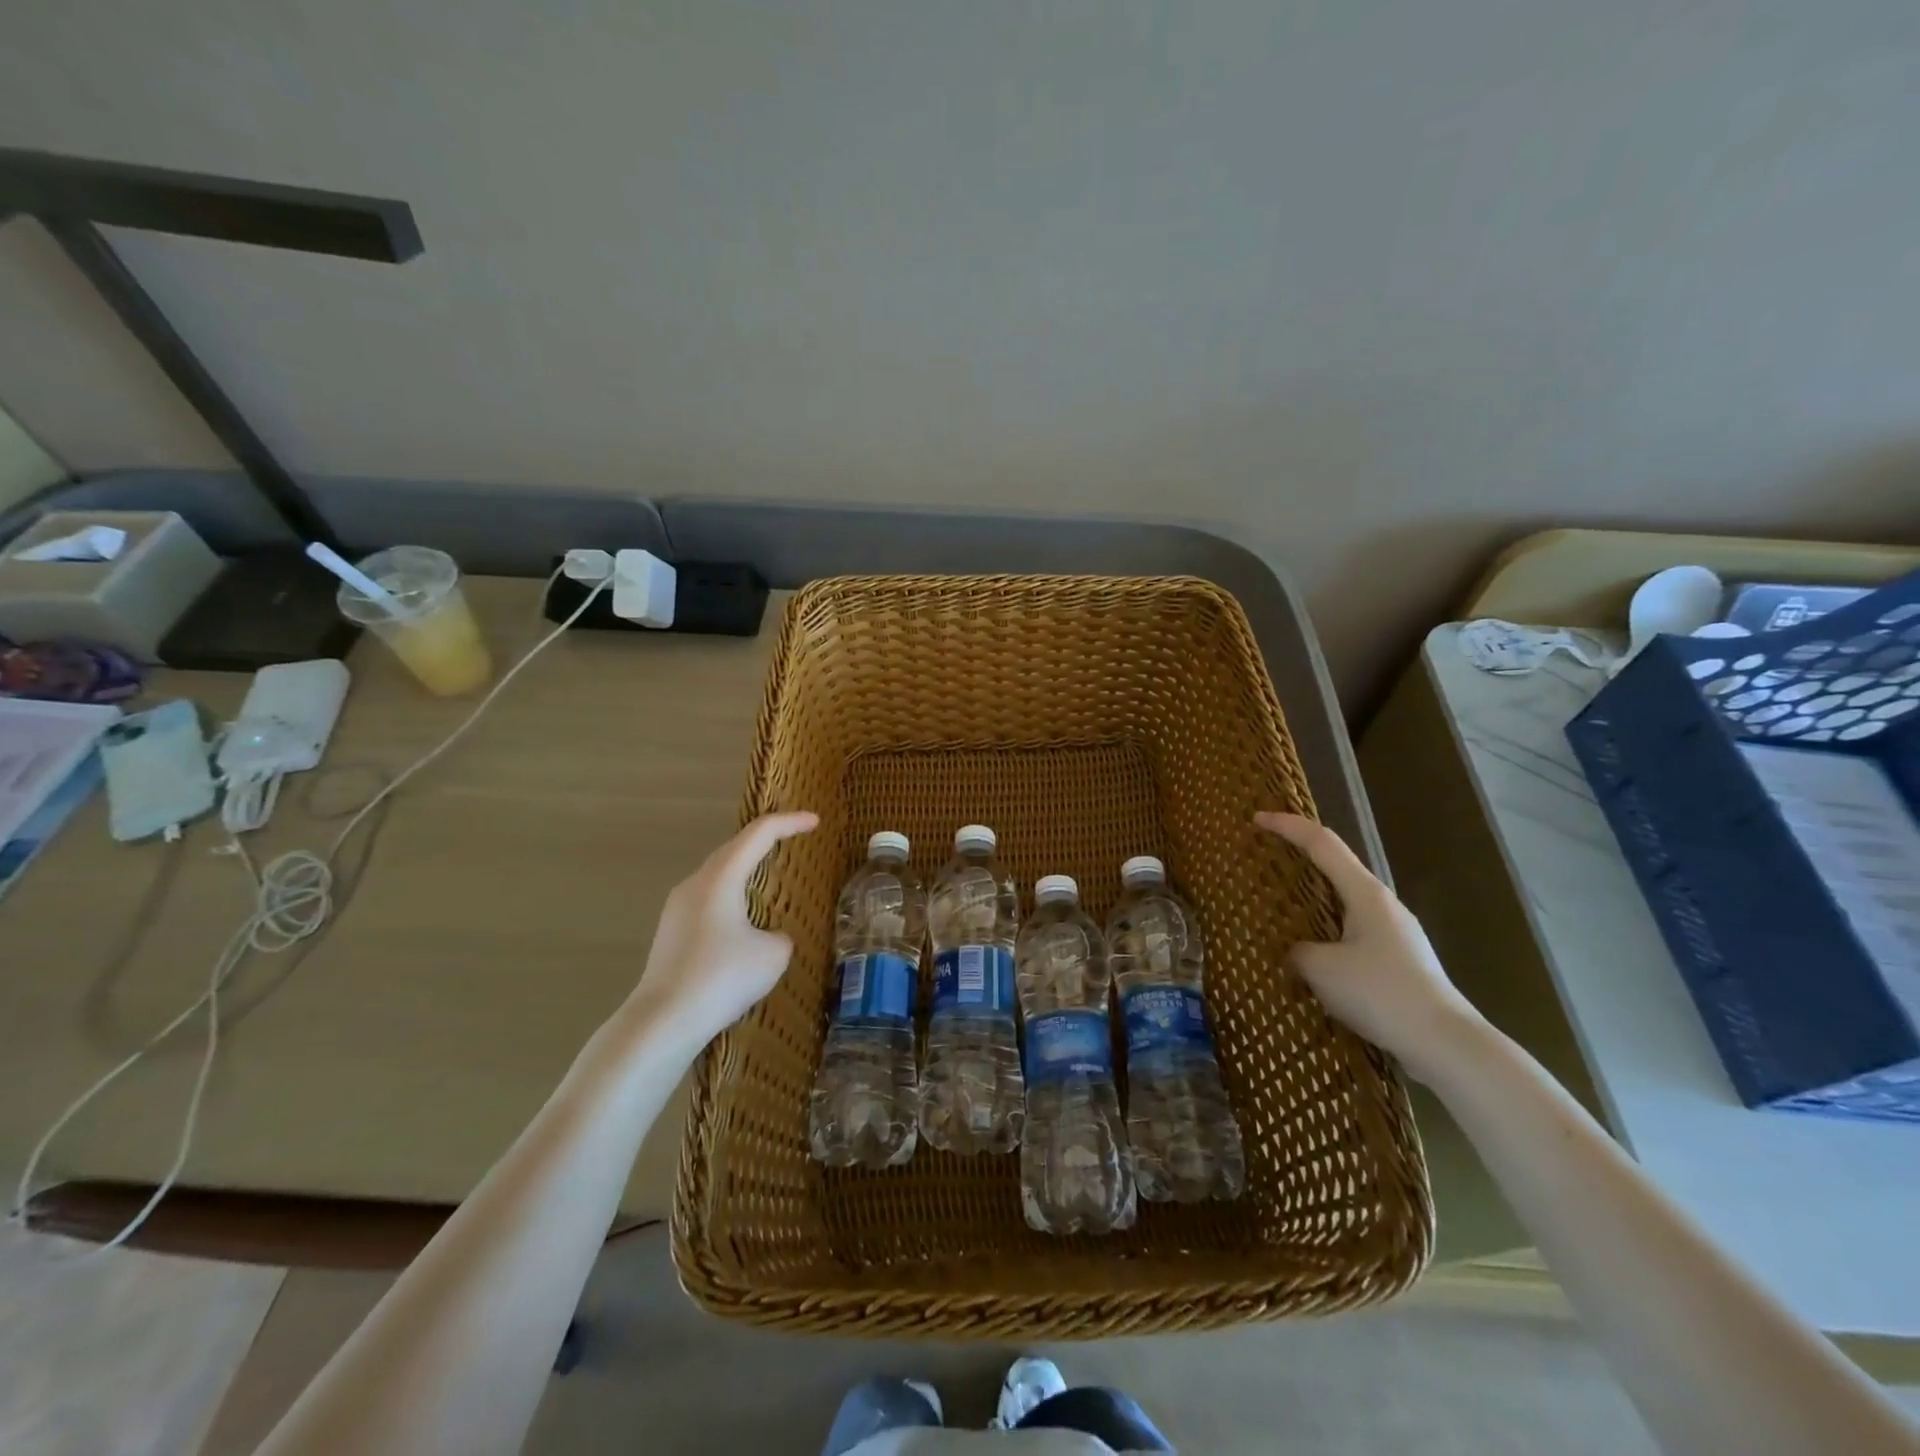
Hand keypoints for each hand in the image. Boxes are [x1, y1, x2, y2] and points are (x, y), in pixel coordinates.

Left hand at [627, 811, 818, 1048]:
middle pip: (733, 848)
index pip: (759, 834)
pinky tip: (742, 918)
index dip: (789, 823)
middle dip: (764, 839)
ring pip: (717, 874)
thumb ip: (780, 936)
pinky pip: (708, 900)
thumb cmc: (722, 978)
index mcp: (721, 878)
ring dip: (744, 868)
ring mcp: (677, 909)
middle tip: (792, 836)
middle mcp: (695, 884)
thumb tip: (768, 939)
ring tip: (768, 873)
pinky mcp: (671, 933)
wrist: (663, 1021)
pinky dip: (731, 895)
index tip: (815, 821)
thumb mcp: (773, 956)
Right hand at [1255, 811, 1482, 1080]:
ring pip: (1344, 902)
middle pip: (1335, 866)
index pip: (1321, 843)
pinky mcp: (1398, 960)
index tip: (1257, 818)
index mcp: (1364, 892)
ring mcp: (1394, 932)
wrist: (1445, 1043)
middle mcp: (1382, 903)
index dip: (1287, 826)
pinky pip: (1352, 931)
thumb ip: (1297, 951)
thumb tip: (1295, 953)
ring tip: (1281, 909)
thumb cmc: (1380, 992)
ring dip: (1313, 898)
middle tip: (1266, 859)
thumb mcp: (1321, 968)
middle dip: (1300, 857)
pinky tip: (1312, 954)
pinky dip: (1326, 930)